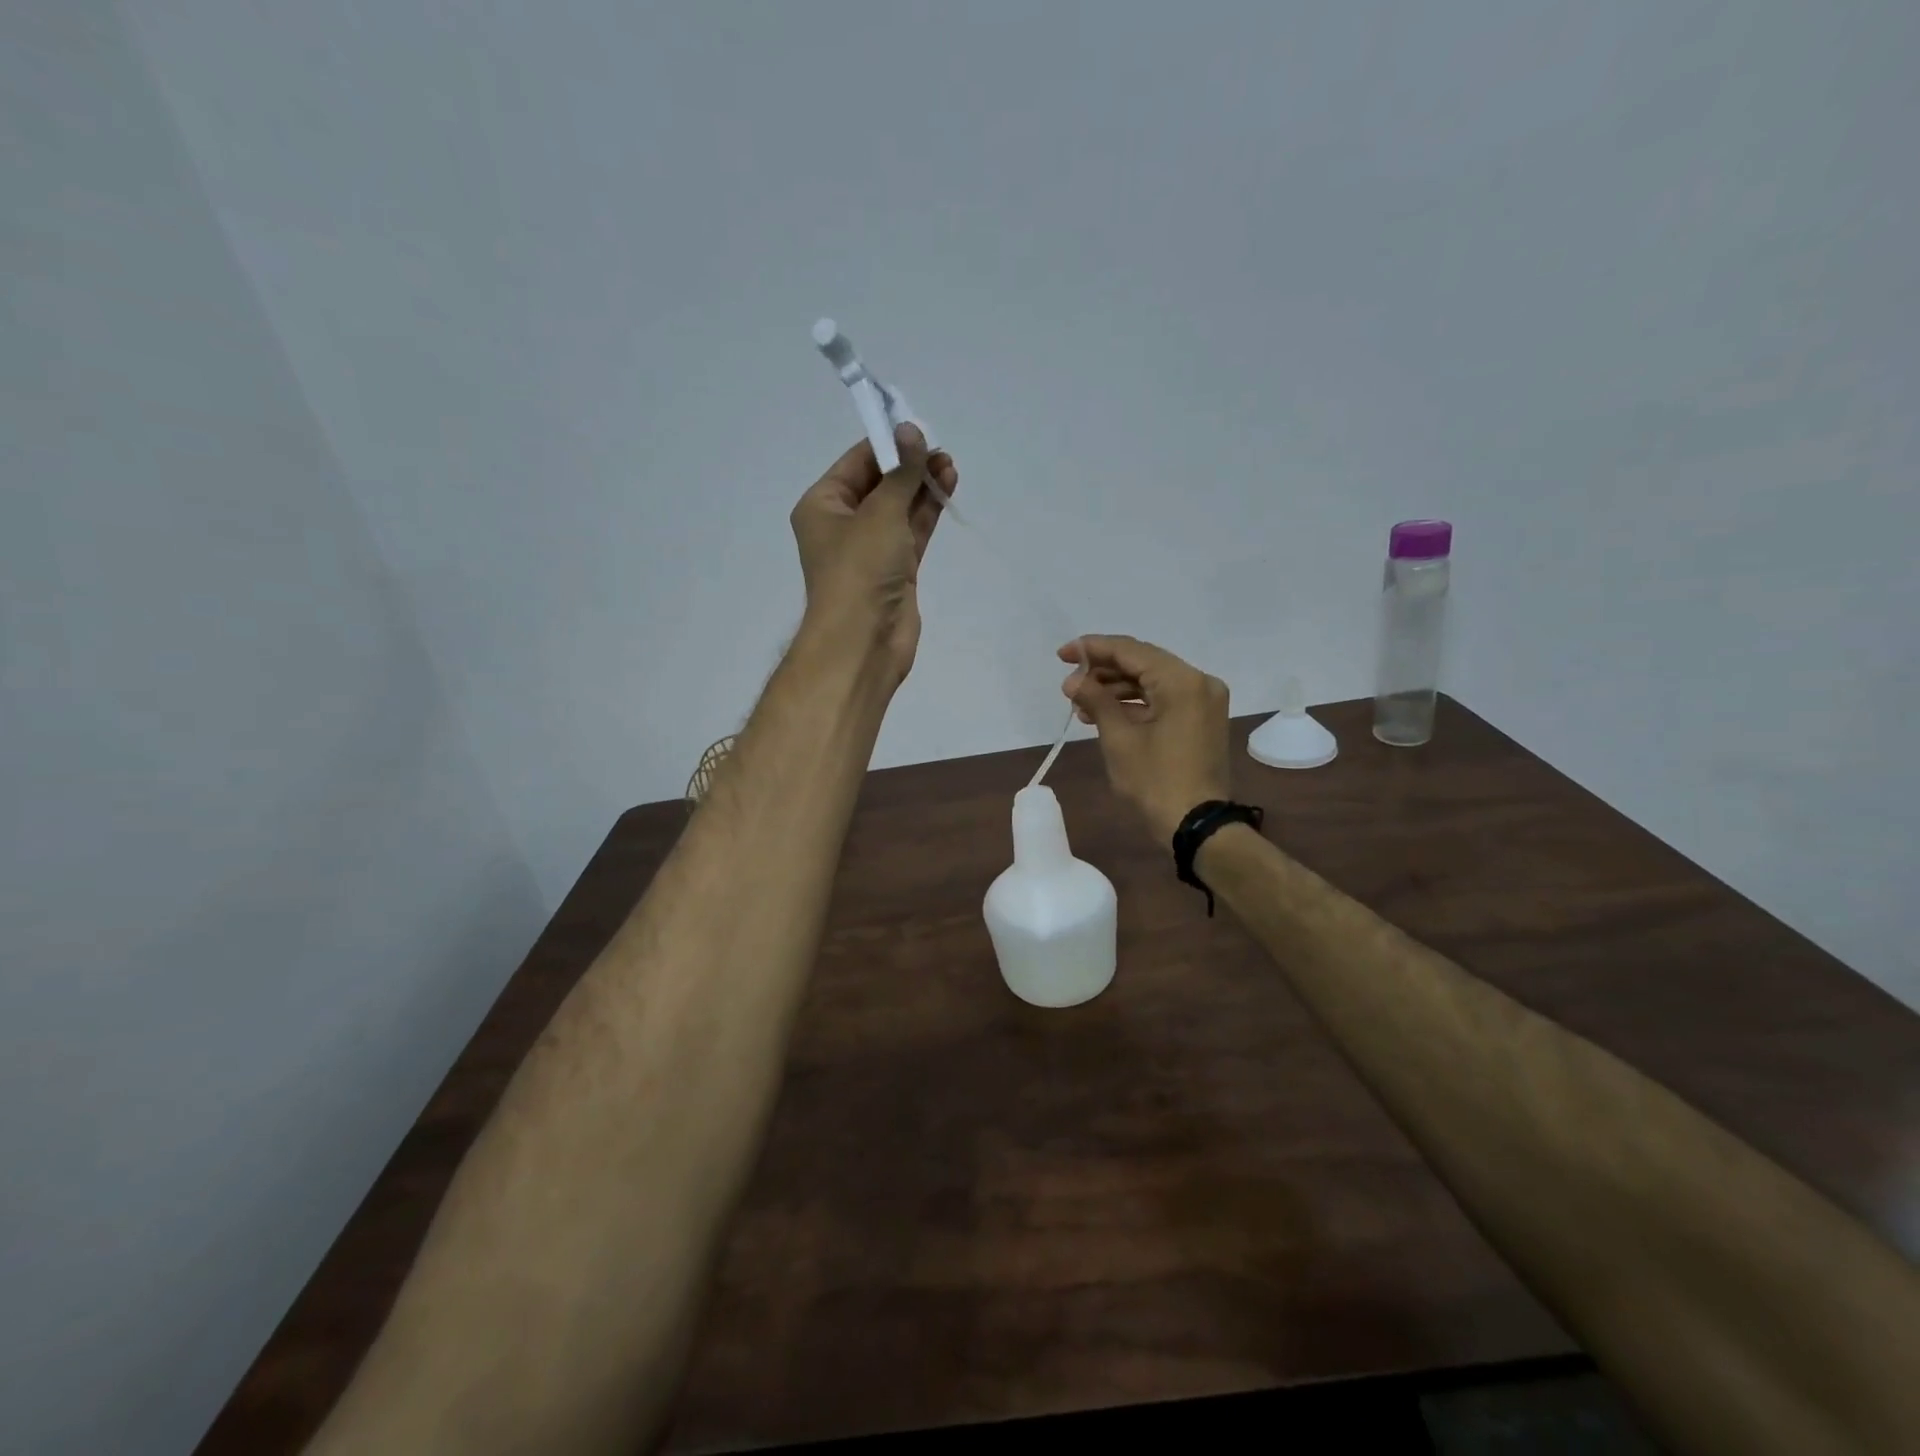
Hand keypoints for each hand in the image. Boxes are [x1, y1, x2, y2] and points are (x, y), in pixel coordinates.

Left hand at [790, 423, 958, 686]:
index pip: (856, 462)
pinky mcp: (896, 569)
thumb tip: (911, 430)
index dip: (887, 443)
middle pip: (879, 484)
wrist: (864, 640)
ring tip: (949, 465)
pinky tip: (946, 488)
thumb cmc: (860, 569)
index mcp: (822, 505)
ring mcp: (871, 549)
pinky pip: (912, 531)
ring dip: (922, 486)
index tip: (918, 429)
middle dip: (908, 465)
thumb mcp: (880, 512)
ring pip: (899, 508)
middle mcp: (844, 524)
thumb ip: (900, 472)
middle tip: (940, 450)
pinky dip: (927, 511)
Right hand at [1059, 635, 1231, 841]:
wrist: (1197, 826)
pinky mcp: (1200, 720)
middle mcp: (1199, 682)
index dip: (1093, 649)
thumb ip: (1096, 700)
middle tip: (1070, 680)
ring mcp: (1203, 702)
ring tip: (1080, 702)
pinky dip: (1135, 703)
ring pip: (1152, 681)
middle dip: (1104, 669)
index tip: (1062, 654)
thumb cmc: (1155, 782)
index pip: (1131, 651)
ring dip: (1116, 688)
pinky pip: (1163, 699)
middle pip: (1143, 663)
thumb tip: (1073, 680)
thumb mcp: (1119, 739)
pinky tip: (1103, 712)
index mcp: (1182, 681)